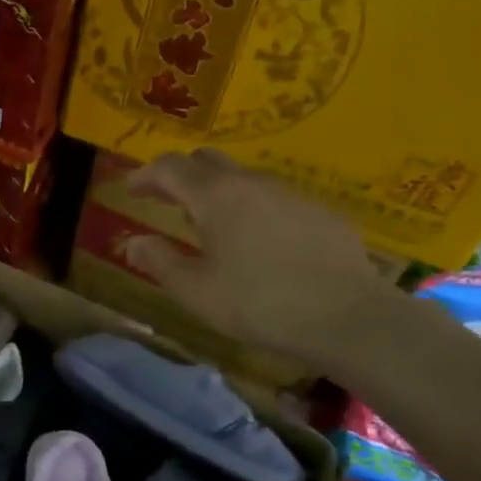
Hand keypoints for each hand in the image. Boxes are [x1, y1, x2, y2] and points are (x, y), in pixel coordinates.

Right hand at [120, 150, 387, 366]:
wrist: (349, 318)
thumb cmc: (259, 303)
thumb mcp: (195, 290)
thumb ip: (159, 262)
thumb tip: (134, 243)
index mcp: (215, 196)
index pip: (169, 167)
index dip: (145, 175)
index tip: (131, 190)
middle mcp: (251, 183)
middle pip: (207, 161)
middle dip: (181, 175)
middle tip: (166, 200)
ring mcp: (292, 194)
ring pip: (244, 179)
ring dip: (219, 192)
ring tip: (211, 224)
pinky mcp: (322, 213)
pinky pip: (276, 199)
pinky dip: (254, 209)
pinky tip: (259, 243)